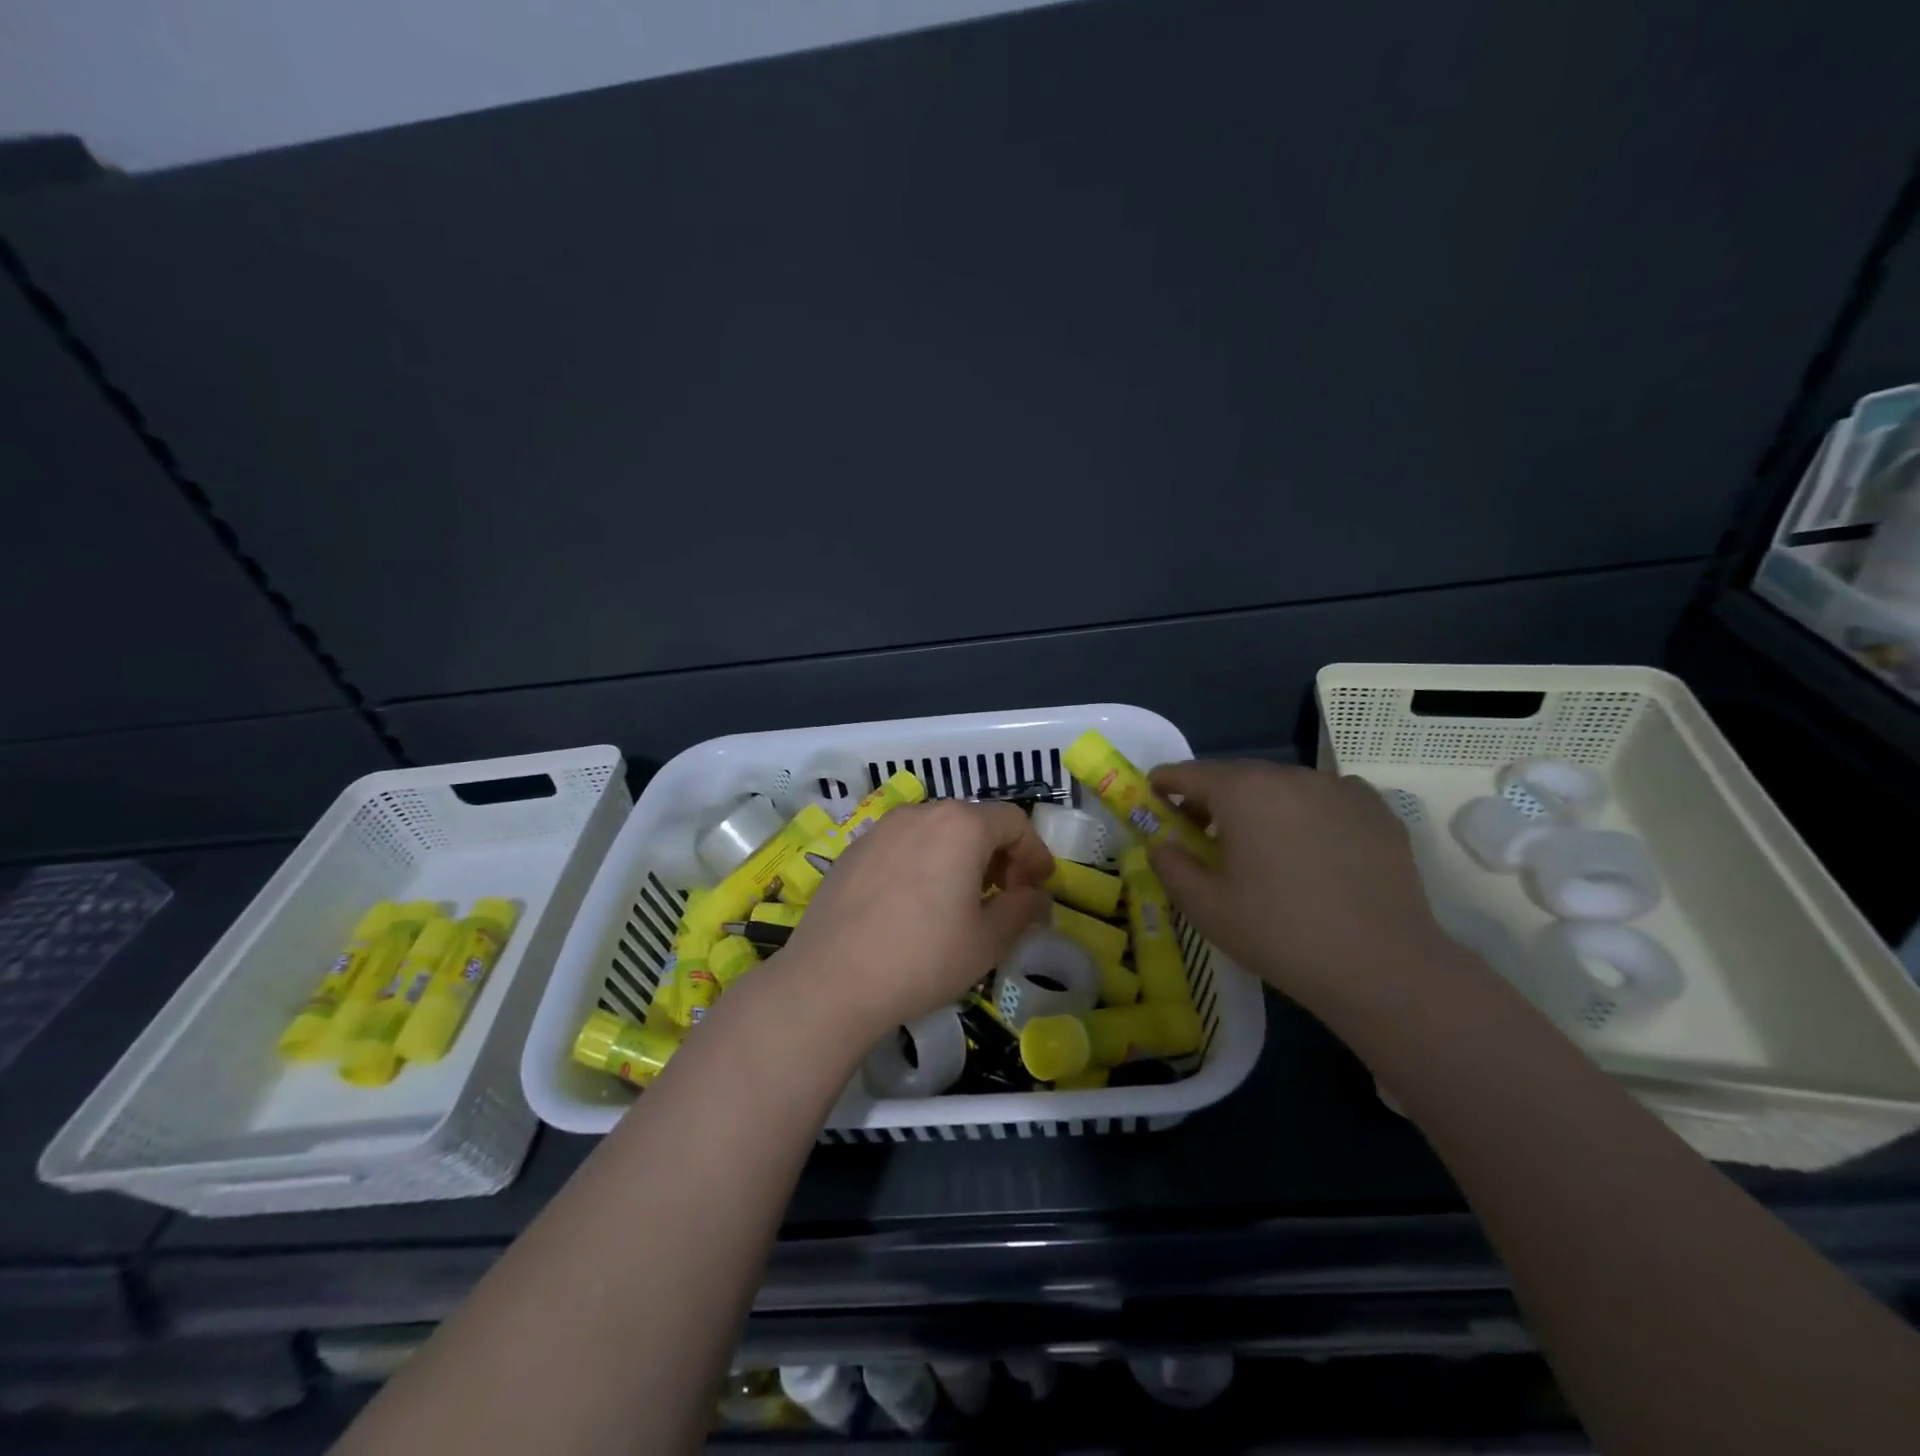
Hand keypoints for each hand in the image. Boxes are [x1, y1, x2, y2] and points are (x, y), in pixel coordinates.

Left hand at [779, 799, 1053, 1043]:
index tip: (1038, 886)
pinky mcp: (853, 850)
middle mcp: (920, 814)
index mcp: (961, 826)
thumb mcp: (988, 941)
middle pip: (973, 821)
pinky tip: (914, 905)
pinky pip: (902, 846)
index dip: (1034, 852)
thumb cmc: (923, 959)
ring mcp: (881, 829)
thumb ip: (1022, 909)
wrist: (830, 980)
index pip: (1013, 822)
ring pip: (935, 831)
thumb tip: (1035, 897)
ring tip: (959, 900)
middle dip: (998, 855)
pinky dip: (923, 863)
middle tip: (1003, 895)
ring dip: (959, 857)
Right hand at [1146, 760, 1476, 1027]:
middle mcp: (1291, 777)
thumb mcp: (1205, 907)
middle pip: (1238, 776)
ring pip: (1284, 787)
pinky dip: (1307, 813)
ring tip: (1261, 845)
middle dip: (1213, 797)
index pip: (1191, 773)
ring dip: (1261, 805)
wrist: (1381, 966)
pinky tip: (1311, 849)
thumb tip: (1161, 844)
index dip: (1167, 781)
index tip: (1155, 792)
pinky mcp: (1377, 810)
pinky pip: (1326, 799)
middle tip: (1202, 832)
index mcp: (1244, 793)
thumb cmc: (1279, 933)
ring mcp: (1340, 789)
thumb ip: (1170, 866)